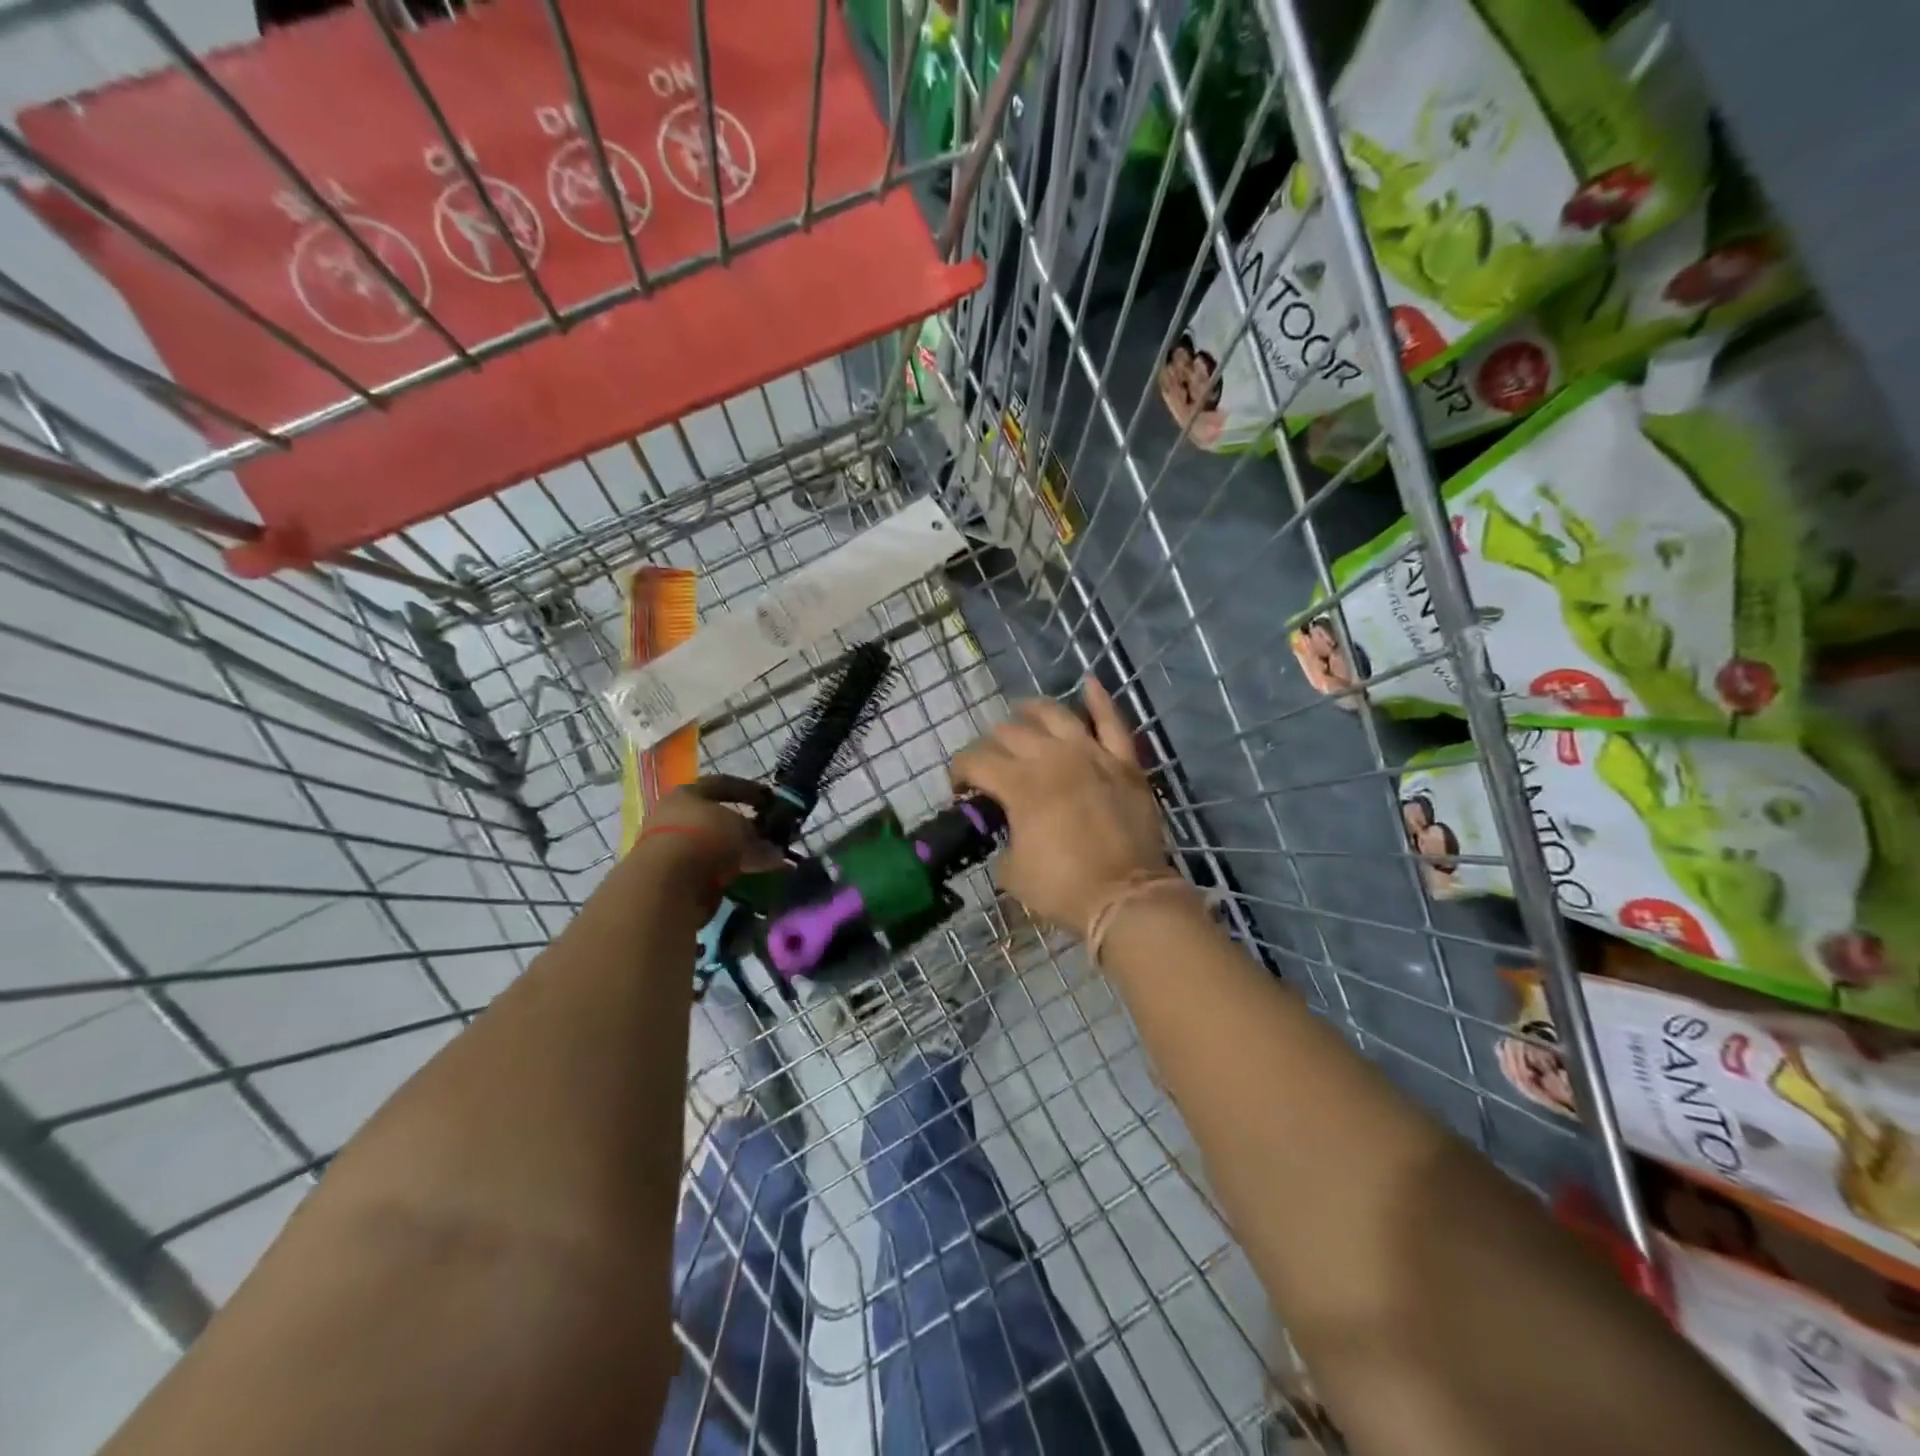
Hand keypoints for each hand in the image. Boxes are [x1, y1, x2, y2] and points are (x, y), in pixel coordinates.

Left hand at [638, 776, 784, 886]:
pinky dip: (726, 873)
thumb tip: (775, 852)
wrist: (665, 884)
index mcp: (686, 795)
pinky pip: (707, 870)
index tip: (770, 799)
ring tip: (762, 861)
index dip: (748, 790)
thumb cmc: (705, 838)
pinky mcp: (670, 878)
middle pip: (714, 818)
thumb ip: (759, 839)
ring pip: (711, 846)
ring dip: (736, 853)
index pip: (721, 785)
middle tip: (766, 835)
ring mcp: (669, 849)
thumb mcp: (741, 830)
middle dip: (742, 827)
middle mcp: (673, 817)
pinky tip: (746, 879)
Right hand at [952, 678, 1166, 934]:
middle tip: (991, 763)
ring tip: (1021, 713)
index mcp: (1019, 784)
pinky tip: (1088, 682)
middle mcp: (1051, 757)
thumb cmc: (1063, 887)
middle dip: (991, 745)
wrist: (1126, 895)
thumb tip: (1009, 834)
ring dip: (1031, 711)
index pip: (975, 761)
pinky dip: (1099, 700)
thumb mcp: (1012, 872)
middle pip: (1010, 733)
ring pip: (1054, 715)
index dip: (959, 772)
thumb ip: (1002, 843)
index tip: (959, 789)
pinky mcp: (1123, 762)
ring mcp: (1091, 754)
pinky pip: (1111, 722)